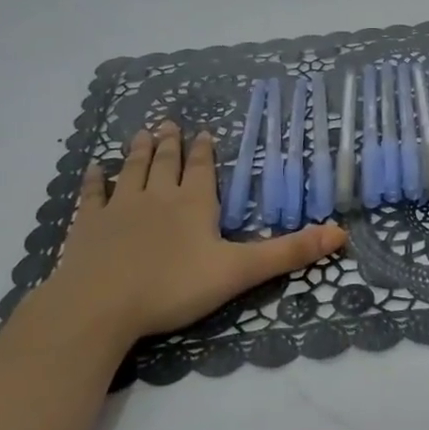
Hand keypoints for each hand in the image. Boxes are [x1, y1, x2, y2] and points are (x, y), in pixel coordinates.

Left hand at [39, 120, 344, 348]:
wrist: (100, 306)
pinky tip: (94, 169)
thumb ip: (287, 252)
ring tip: (142, 133)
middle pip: (165, 162)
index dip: (204, 150)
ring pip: (132, 170)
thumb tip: (340, 233)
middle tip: (169, 123)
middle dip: (170, 143)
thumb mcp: (239, 272)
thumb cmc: (173, 287)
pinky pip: (93, 196)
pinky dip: (94, 181)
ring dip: (138, 151)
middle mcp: (157, 196)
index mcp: (193, 203)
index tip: (203, 131)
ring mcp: (119, 208)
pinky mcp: (88, 226)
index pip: (202, 168)